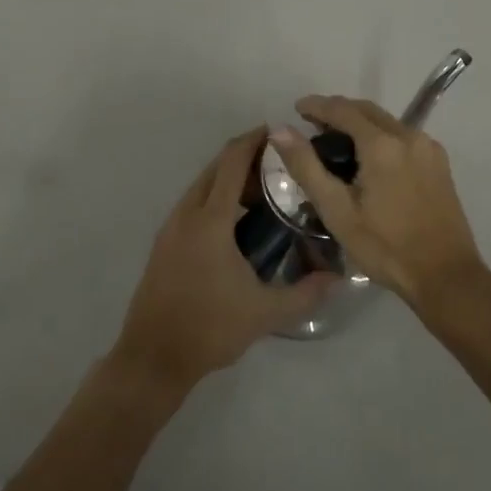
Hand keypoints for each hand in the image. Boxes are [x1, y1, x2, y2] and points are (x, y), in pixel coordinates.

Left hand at [111, 127, 334, 400]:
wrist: (152, 357)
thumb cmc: (209, 328)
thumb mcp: (264, 313)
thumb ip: (305, 293)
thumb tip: (338, 278)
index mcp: (211, 220)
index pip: (232, 163)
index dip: (254, 141)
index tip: (278, 133)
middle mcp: (187, 213)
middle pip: (216, 168)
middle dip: (245, 157)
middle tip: (279, 165)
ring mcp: (171, 226)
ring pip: (202, 185)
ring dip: (229, 178)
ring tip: (263, 192)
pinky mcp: (164, 242)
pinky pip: (193, 203)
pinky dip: (215, 196)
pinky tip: (236, 222)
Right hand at [270, 97, 488, 308]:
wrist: (446, 276)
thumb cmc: (386, 247)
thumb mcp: (337, 211)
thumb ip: (307, 167)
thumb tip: (280, 130)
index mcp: (382, 144)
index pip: (343, 109)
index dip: (317, 105)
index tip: (297, 108)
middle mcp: (408, 135)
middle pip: (366, 110)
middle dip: (338, 111)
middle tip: (312, 124)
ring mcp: (428, 147)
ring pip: (386, 121)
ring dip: (360, 122)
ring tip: (337, 140)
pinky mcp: (439, 162)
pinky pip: (402, 136)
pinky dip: (380, 135)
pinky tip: (369, 158)